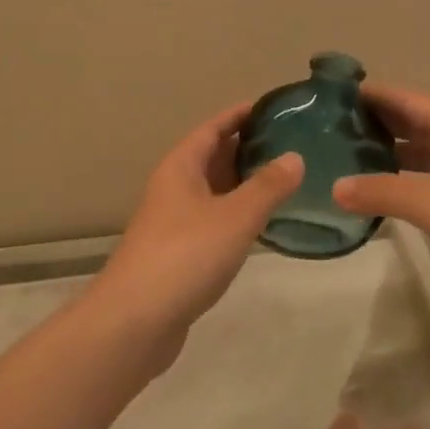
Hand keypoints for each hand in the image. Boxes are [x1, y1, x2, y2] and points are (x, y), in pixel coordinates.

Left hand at [92, 102, 303, 337]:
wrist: (134, 322)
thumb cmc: (185, 256)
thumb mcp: (235, 217)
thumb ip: (267, 186)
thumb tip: (295, 157)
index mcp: (181, 167)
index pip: (213, 127)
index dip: (240, 114)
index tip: (274, 107)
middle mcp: (174, 187)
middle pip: (213, 156)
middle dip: (247, 146)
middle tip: (291, 141)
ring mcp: (174, 221)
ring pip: (214, 190)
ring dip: (244, 181)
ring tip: (284, 177)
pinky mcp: (179, 252)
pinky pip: (213, 219)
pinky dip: (237, 213)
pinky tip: (262, 223)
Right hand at [333, 84, 429, 319]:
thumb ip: (380, 192)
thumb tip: (334, 188)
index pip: (408, 99)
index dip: (375, 94)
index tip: (337, 93)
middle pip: (416, 122)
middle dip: (379, 121)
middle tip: (334, 125)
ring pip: (425, 153)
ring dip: (392, 152)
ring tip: (351, 156)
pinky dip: (407, 180)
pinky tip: (384, 192)